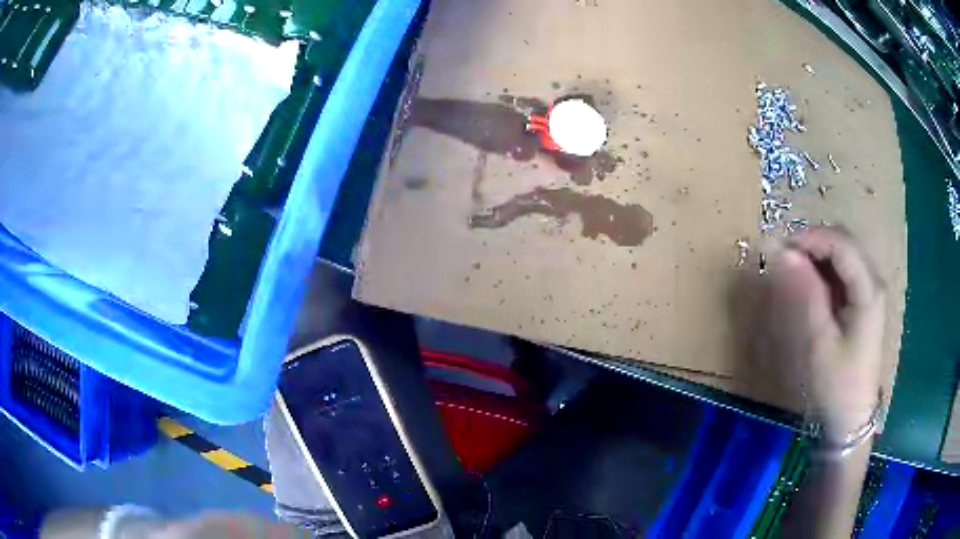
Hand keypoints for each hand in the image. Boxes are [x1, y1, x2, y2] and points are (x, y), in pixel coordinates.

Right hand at [757, 227, 884, 440]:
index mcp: (869, 289)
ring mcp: (870, 292)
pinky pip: (844, 273)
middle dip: (814, 243)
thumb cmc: (837, 384)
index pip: (841, 243)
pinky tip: (810, 286)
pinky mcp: (864, 303)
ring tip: (793, 272)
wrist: (851, 420)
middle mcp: (874, 282)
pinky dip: (825, 272)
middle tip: (785, 259)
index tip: (780, 248)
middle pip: (844, 243)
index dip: (810, 238)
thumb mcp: (820, 340)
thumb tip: (784, 253)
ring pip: (844, 255)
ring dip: (818, 256)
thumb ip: (806, 292)